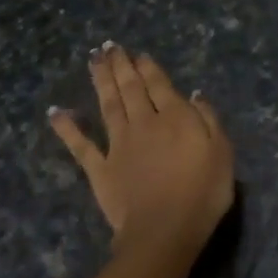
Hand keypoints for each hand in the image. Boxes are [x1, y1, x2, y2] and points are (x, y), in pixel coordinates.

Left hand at [49, 44, 234, 257]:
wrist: (165, 230)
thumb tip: (194, 94)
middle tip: (109, 46)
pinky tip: (56, 112)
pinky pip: (81, 145)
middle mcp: (144, 123)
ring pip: (108, 105)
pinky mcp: (100, 169)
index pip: (159, 85)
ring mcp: (118, 145)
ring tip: (93, 60)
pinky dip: (67, 128)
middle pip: (130, 88)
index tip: (138, 54)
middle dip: (121, 66)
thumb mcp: (222, 152)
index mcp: (175, 117)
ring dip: (101, 81)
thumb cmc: (202, 193)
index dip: (148, 68)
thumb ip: (208, 119)